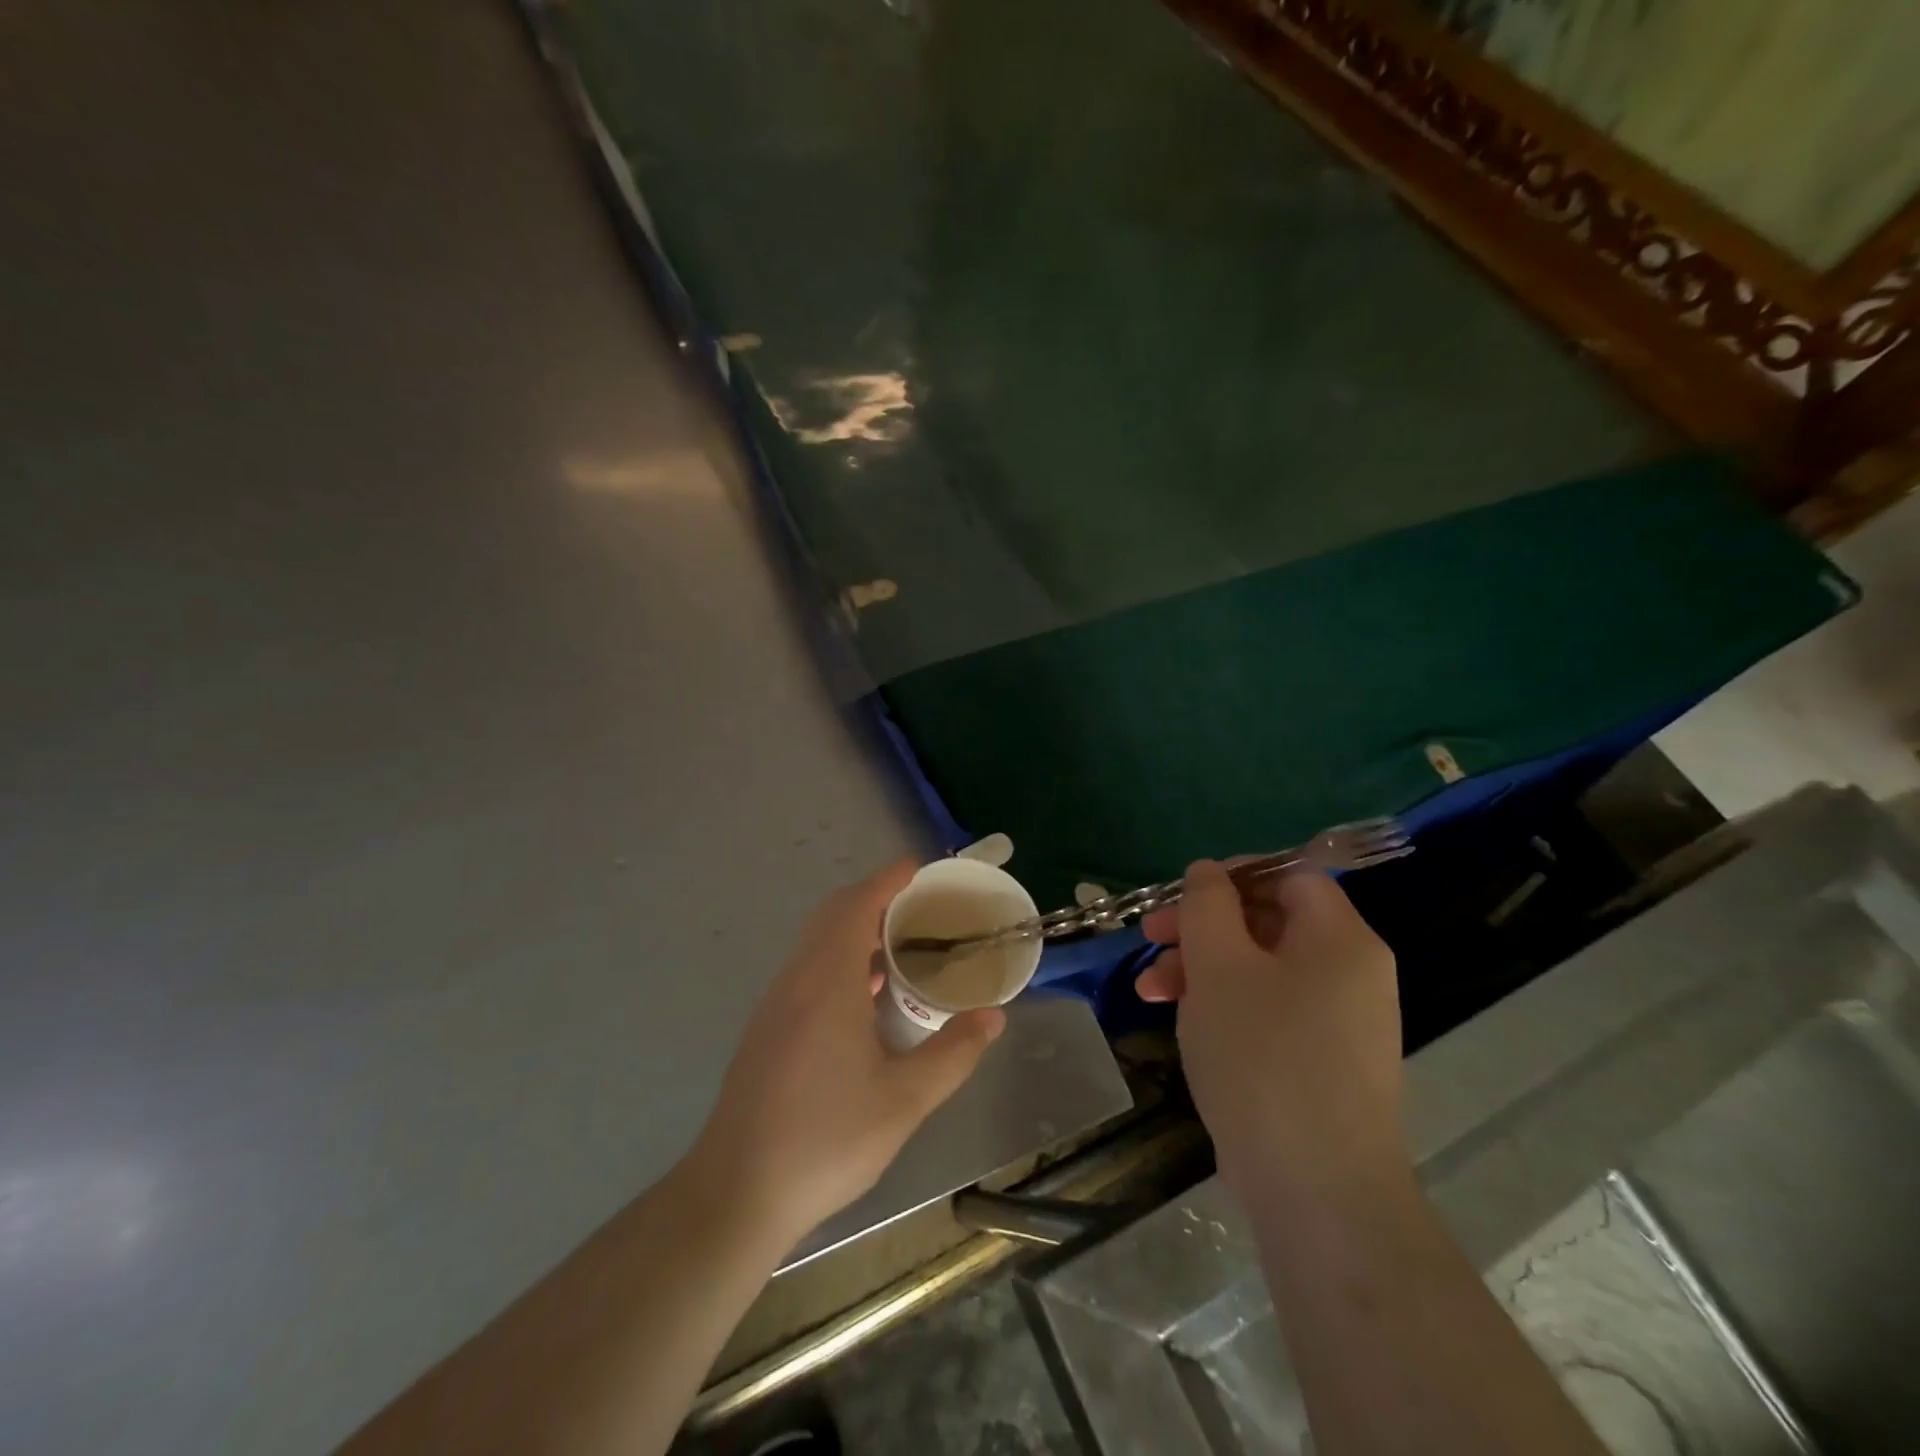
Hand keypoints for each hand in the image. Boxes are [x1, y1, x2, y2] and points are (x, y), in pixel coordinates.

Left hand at [685, 861, 1006, 1244]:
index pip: (857, 904)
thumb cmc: (825, 1141)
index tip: (921, 869)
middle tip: (923, 908)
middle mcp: (797, 979)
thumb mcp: (904, 1101)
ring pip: (817, 941)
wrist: (736, 1193)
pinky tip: (869, 995)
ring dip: (857, 929)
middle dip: (876, 898)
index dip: (889, 879)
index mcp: (828, 981)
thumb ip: (953, 1054)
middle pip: (834, 914)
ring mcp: (776, 1003)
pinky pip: (808, 968)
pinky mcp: (768, 1027)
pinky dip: (841, 958)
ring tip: (904, 944)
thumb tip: (993, 1017)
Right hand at [1135, 861, 1405, 1205]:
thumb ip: (1208, 905)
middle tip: (1150, 938)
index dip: (1234, 875)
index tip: (1183, 894)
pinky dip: (1223, 1007)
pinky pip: (1267, 1011)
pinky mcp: (1319, 1064)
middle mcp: (1349, 973)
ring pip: (1259, 969)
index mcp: (1340, 939)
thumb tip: (1208, 873)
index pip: (1290, 876)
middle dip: (1201, 927)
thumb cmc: (1263, 1056)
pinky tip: (1182, 1023)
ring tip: (1149, 991)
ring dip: (1200, 969)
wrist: (1316, 1191)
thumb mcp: (1220, 965)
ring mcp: (1337, 1023)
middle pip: (1267, 922)